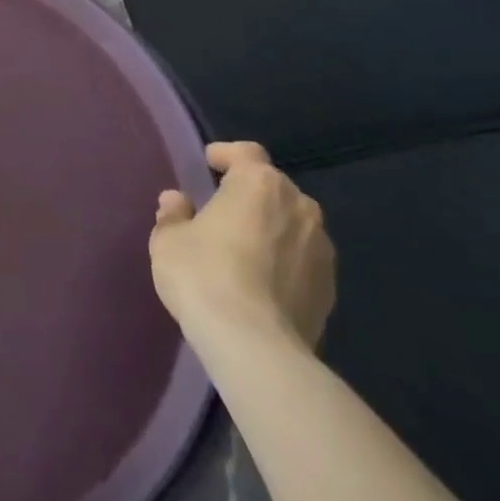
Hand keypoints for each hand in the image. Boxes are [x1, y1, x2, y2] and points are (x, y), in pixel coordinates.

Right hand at [149, 141, 334, 357]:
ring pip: (292, 224)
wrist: (255, 347)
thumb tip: (177, 201)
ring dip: (270, 228)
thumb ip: (174, 214)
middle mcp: (299, 206)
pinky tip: (262, 283)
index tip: (208, 165)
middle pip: (272, 188)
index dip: (226, 155)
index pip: (246, 152)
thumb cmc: (205, 276)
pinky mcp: (331, 289)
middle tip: (221, 212)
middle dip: (249, 195)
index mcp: (259, 183)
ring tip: (244, 250)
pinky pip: (302, 261)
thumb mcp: (169, 240)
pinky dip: (284, 262)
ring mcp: (322, 249)